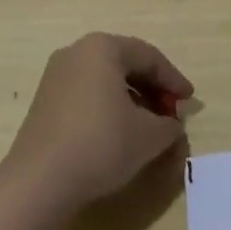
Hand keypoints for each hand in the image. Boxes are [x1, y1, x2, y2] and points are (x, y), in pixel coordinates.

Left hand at [7, 33, 193, 209]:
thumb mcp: (149, 136)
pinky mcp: (45, 101)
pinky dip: (109, 107)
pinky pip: (87, 94)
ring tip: (149, 126)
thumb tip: (173, 125)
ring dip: (132, 99)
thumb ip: (170, 125)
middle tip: (172, 114)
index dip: (174, 79)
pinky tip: (119, 133)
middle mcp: (77, 52)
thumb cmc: (101, 144)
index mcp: (103, 48)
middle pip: (125, 64)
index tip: (190, 102)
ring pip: (105, 80)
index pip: (149, 56)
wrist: (40, 181)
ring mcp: (56, 76)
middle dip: (153, 89)